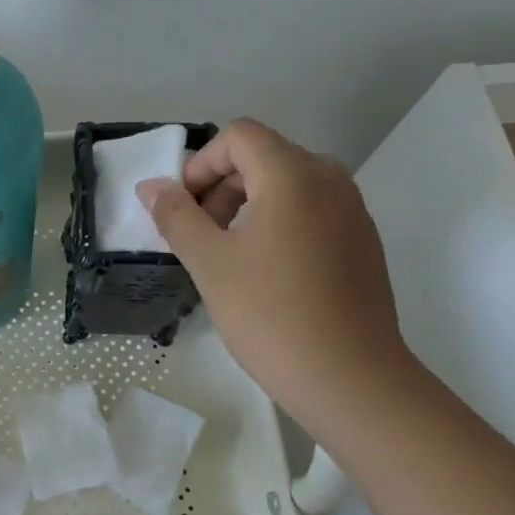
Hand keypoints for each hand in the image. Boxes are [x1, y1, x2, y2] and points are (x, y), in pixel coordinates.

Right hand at [137, 118, 409, 431]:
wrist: (350, 378)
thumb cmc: (270, 314)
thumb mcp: (209, 262)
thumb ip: (176, 216)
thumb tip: (151, 187)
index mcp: (293, 175)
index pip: (239, 136)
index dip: (201, 164)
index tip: (183, 209)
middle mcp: (330, 180)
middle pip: (264, 156)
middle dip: (221, 186)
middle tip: (198, 235)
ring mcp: (352, 211)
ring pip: (288, 185)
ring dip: (246, 205)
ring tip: (227, 255)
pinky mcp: (362, 242)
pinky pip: (311, 211)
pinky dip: (278, 223)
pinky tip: (265, 273)